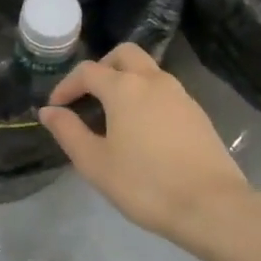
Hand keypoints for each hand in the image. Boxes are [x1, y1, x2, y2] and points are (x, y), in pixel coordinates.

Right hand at [38, 43, 253, 244]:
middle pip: (124, 54)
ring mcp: (180, 94)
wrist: (211, 206)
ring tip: (112, 115)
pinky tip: (141, 129)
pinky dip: (146, 96)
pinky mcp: (197, 113)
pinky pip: (164, 91)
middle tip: (88, 96)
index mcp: (124, 88)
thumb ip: (68, 132)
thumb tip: (48, 111)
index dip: (66, 86)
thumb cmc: (145, 184)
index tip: (55, 107)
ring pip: (148, 70)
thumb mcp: (95, 163)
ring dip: (126, 81)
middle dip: (101, 68)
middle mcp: (153, 80)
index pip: (87, 72)